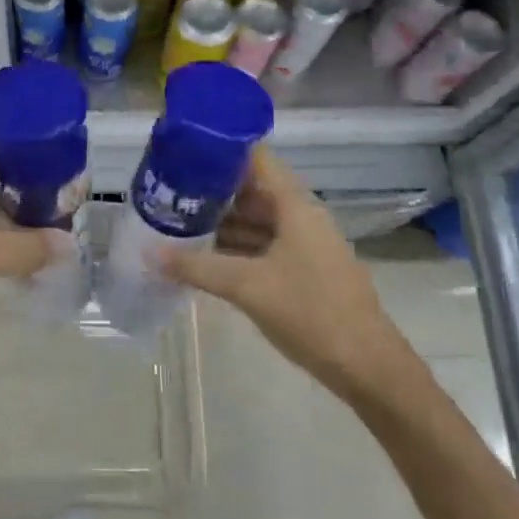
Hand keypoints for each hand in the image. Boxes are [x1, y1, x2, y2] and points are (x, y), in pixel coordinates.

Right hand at [165, 146, 412, 404]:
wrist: (368, 367)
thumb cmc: (311, 312)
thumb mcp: (247, 286)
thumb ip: (197, 266)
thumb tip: (149, 252)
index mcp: (295, 205)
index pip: (256, 158)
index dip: (222, 150)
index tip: (184, 152)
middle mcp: (301, 216)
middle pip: (253, 189)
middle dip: (214, 191)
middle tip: (171, 192)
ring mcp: (305, 244)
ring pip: (258, 220)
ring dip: (223, 222)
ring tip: (179, 222)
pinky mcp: (305, 270)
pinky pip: (265, 245)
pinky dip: (237, 247)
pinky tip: (207, 256)